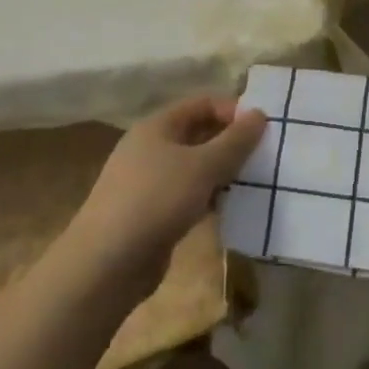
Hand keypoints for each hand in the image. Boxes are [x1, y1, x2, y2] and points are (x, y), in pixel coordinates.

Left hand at [64, 95, 267, 292]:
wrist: (105, 265)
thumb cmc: (155, 200)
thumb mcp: (202, 166)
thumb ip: (234, 141)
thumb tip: (260, 114)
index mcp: (157, 126)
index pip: (202, 104)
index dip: (232, 111)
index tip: (261, 130)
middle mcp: (150, 148)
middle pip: (198, 134)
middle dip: (230, 143)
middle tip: (263, 156)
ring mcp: (148, 182)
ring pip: (194, 167)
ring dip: (222, 172)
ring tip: (253, 183)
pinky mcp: (151, 214)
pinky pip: (187, 195)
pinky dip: (208, 197)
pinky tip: (229, 209)